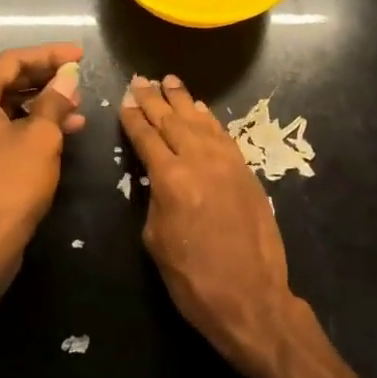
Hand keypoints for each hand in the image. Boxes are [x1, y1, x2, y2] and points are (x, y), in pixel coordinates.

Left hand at [0, 43, 85, 293]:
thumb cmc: (11, 185)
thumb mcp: (42, 138)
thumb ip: (54, 101)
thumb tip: (67, 77)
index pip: (12, 61)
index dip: (49, 55)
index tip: (79, 56)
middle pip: (3, 84)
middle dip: (44, 81)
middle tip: (77, 81)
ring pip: (2, 111)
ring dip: (39, 107)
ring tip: (76, 110)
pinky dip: (25, 129)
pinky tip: (56, 135)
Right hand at [120, 73, 298, 375]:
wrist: (251, 297)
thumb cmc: (194, 279)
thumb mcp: (156, 240)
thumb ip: (154, 199)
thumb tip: (157, 179)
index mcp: (171, 180)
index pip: (146, 137)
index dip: (133, 117)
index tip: (125, 99)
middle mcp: (200, 162)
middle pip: (173, 121)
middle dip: (154, 100)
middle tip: (141, 80)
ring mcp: (228, 164)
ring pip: (200, 122)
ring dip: (183, 101)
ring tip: (170, 82)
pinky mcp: (247, 172)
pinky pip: (224, 136)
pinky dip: (210, 120)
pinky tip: (201, 110)